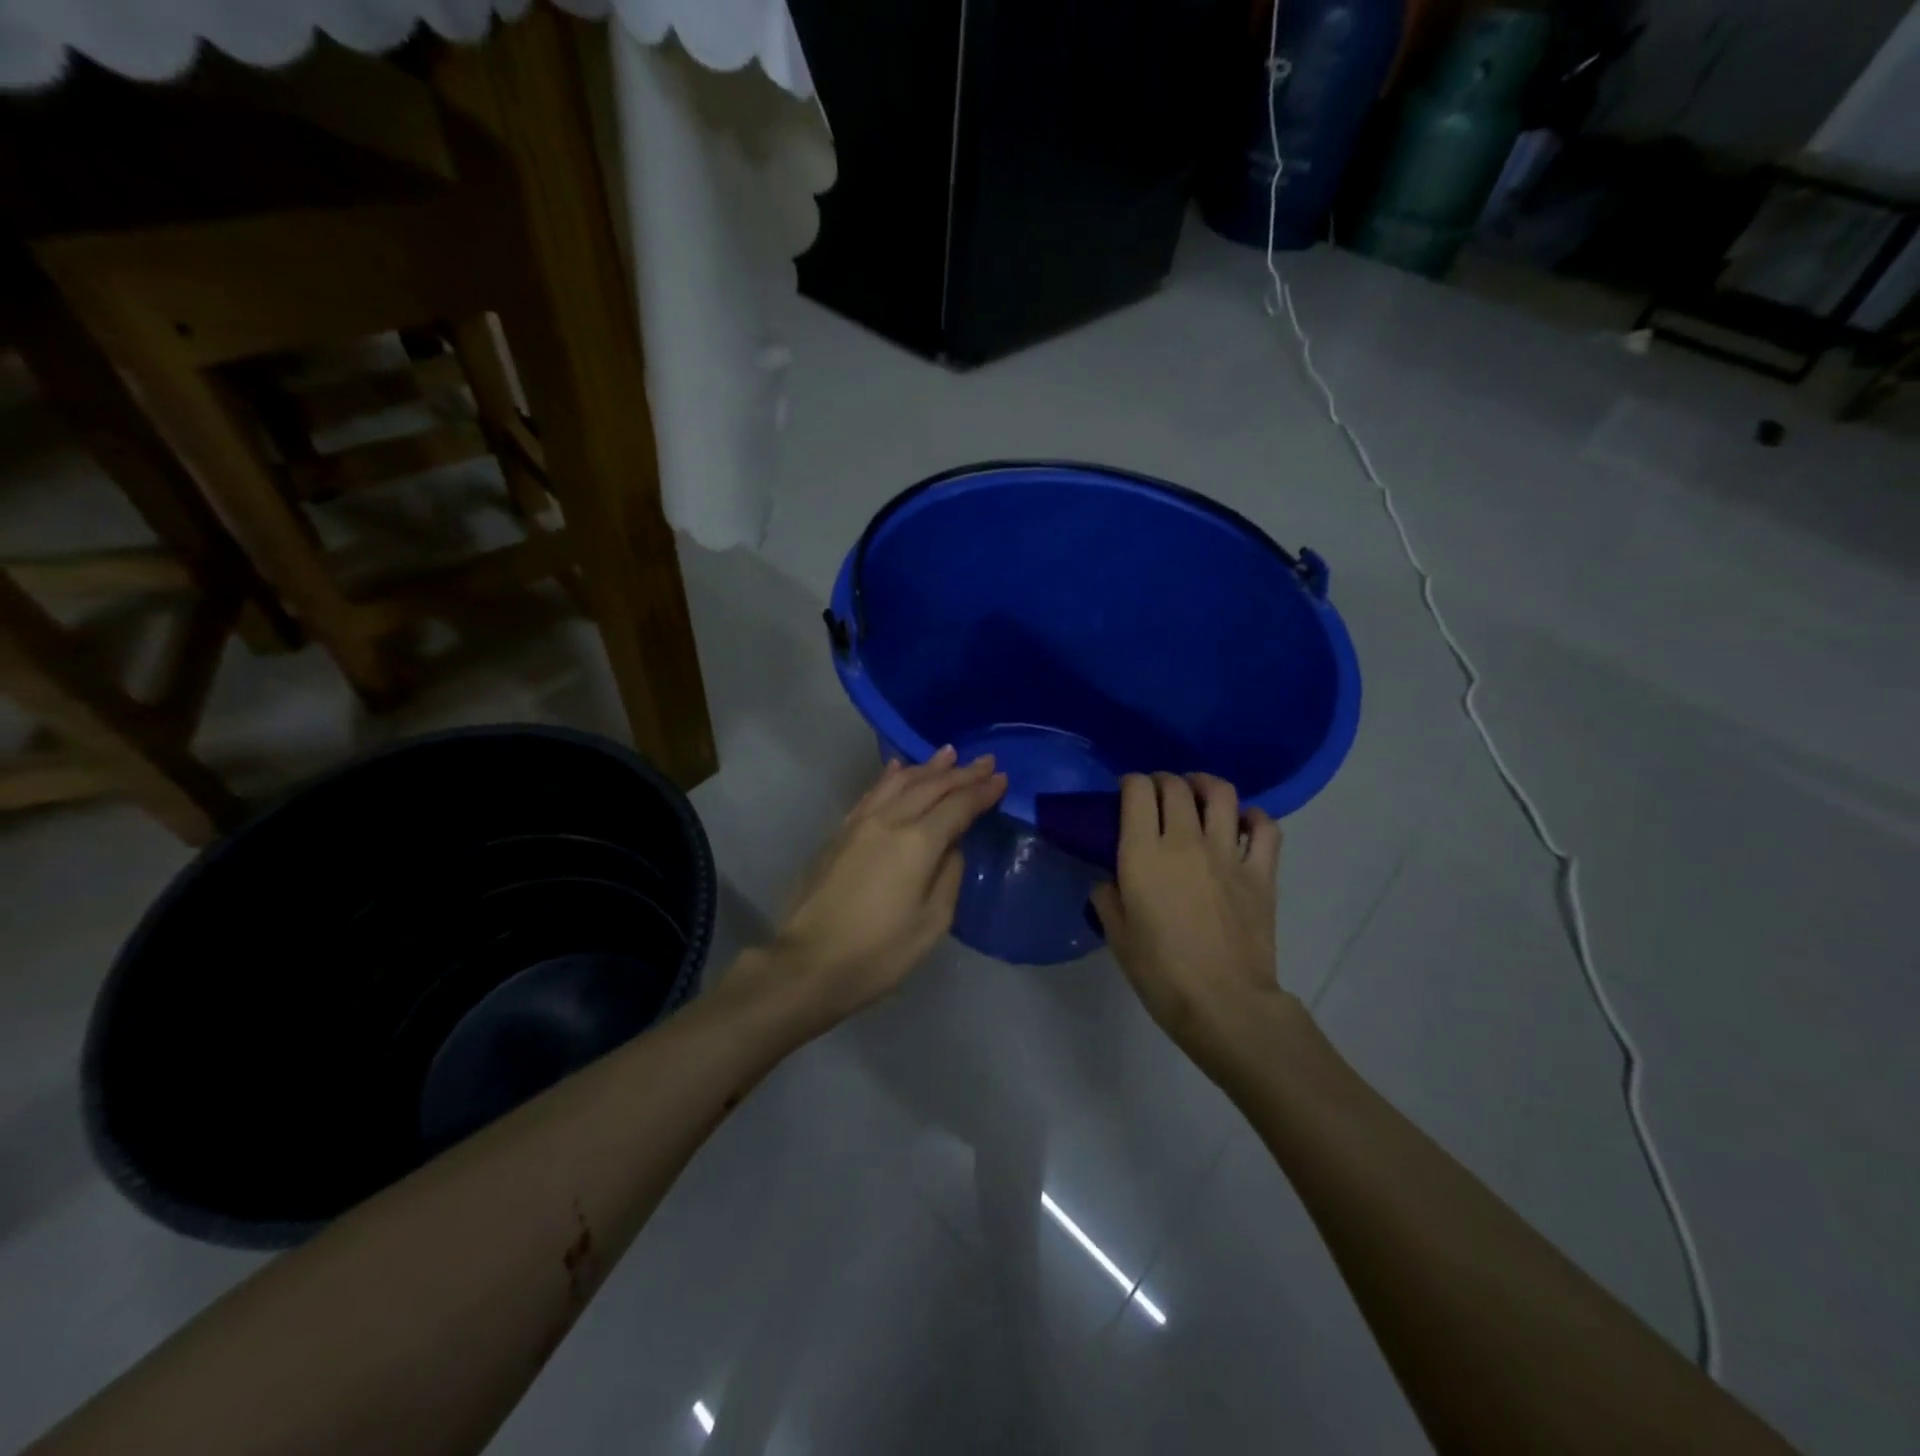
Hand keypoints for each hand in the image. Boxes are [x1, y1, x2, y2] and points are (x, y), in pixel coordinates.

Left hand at [757, 747, 1005, 1031]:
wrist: (808, 964)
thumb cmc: (879, 953)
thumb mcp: (932, 923)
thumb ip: (948, 876)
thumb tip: (951, 847)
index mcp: (917, 843)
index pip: (957, 805)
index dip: (981, 791)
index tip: (1002, 779)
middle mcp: (889, 821)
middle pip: (931, 786)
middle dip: (961, 772)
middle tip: (986, 761)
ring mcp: (860, 823)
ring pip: (899, 783)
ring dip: (928, 767)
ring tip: (948, 754)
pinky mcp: (839, 833)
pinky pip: (872, 793)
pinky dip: (891, 777)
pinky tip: (898, 769)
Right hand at [1091, 773, 1286, 1070]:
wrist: (1224, 1004)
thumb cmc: (1161, 974)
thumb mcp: (1118, 937)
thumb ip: (1108, 900)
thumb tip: (1109, 882)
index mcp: (1143, 854)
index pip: (1137, 791)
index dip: (1130, 782)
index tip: (1126, 792)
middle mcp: (1185, 841)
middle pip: (1176, 786)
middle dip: (1162, 781)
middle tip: (1157, 793)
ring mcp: (1228, 854)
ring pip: (1221, 794)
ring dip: (1205, 785)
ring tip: (1198, 793)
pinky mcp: (1261, 872)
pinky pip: (1265, 828)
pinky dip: (1254, 817)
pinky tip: (1243, 823)